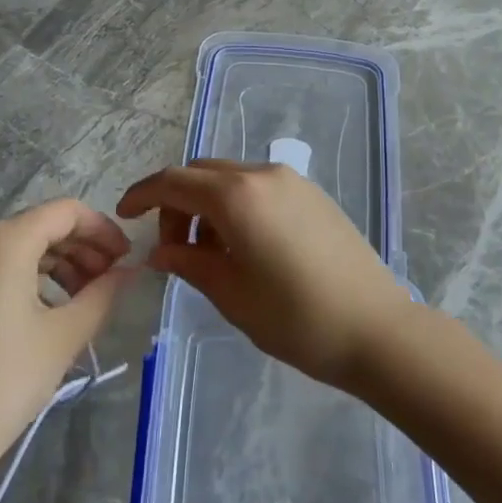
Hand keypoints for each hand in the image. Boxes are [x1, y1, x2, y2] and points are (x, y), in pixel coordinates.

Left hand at [0, 199, 130, 485]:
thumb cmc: (4, 381)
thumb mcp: (64, 335)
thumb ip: (103, 293)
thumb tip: (128, 271)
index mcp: (4, 241)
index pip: (66, 212)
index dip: (103, 229)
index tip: (127, 258)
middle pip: (40, 227)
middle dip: (82, 249)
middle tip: (110, 280)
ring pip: (17, 249)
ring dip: (57, 265)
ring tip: (82, 300)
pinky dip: (26, 278)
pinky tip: (45, 312)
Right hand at [116, 161, 417, 388]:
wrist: (377, 329)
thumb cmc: (296, 318)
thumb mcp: (231, 294)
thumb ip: (188, 264)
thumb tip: (161, 253)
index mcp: (237, 196)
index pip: (173, 182)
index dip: (142, 195)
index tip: (124, 215)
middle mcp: (263, 175)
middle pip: (202, 174)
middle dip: (177, 204)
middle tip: (174, 250)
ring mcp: (293, 182)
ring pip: (231, 179)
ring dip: (208, 205)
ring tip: (211, 255)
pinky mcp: (313, 195)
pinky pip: (260, 188)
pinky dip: (237, 206)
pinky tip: (245, 247)